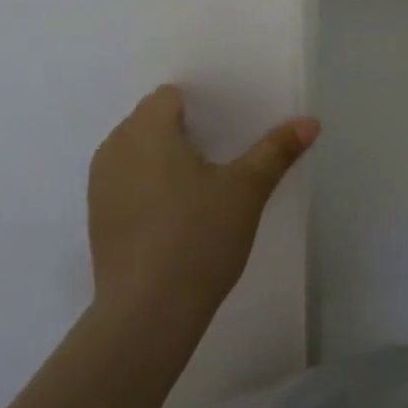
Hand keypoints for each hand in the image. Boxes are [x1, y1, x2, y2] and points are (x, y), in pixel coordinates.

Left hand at [87, 85, 317, 329]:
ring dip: (161, 159)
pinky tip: (173, 216)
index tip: (227, 129)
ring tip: (198, 186)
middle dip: (181, 131)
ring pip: (135, 153)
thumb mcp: (247, 190)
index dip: (199, 106)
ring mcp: (100, 184)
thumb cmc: (199, 237)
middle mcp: (115, 148)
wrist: (148, 310)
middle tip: (221, 156)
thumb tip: (310, 121)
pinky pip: (124, 183)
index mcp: (148, 130)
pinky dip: (146, 186)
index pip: (168, 97)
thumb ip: (276, 150)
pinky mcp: (98, 217)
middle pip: (149, 121)